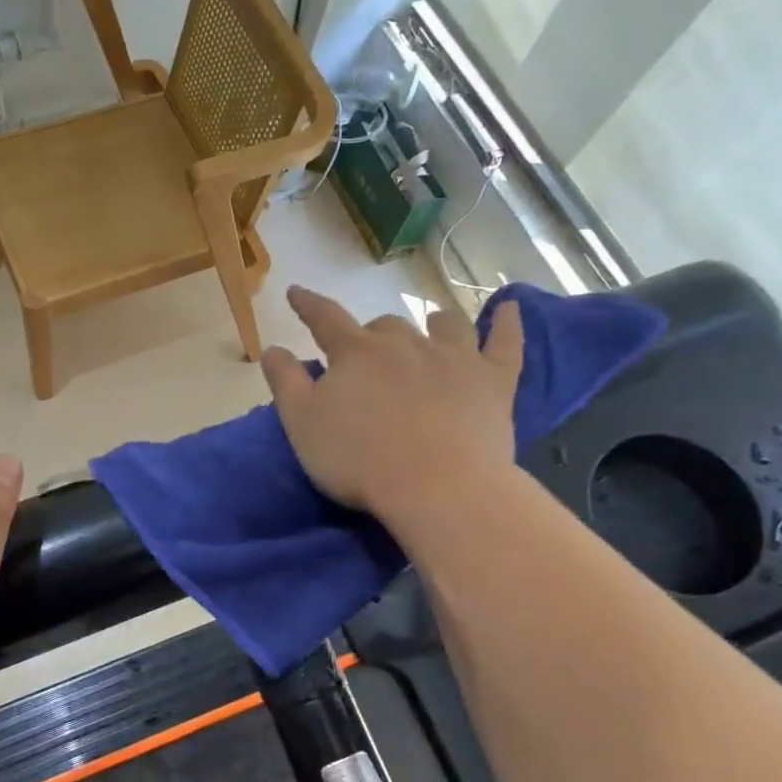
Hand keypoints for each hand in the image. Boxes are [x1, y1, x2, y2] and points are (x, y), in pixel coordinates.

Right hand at [261, 287, 522, 529]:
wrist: (437, 487)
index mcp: (355, 353)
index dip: (308, 305)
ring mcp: (454, 358)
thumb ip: (284, 382)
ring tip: (431, 326)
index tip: (296, 294)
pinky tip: (510, 308)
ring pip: (443, 325)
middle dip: (371, 336)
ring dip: (433, 323)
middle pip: (384, 326)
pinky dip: (508, 323)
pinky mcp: (494, 381)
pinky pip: (505, 342)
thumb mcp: (301, 423)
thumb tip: (272, 348)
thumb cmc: (358, 458)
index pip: (325, 318)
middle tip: (365, 359)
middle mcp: (404, 343)